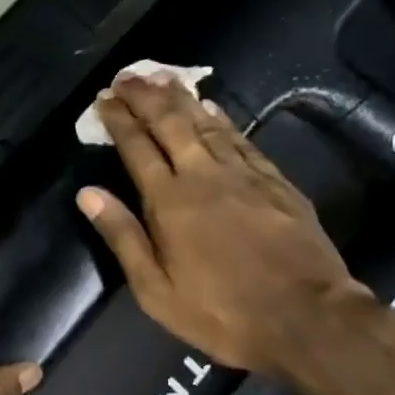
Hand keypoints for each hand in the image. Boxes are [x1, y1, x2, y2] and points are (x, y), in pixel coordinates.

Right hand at [80, 75, 394, 394]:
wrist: (307, 318)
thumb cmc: (222, 312)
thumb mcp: (157, 290)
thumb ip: (122, 237)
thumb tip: (87, 193)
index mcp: (170, 201)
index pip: (137, 147)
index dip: (119, 119)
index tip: (104, 99)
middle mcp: (203, 175)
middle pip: (170, 123)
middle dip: (146, 96)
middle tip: (127, 76)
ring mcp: (244, 174)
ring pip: (206, 123)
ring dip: (181, 98)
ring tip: (162, 78)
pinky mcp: (275, 181)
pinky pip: (240, 139)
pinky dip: (221, 119)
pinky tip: (212, 108)